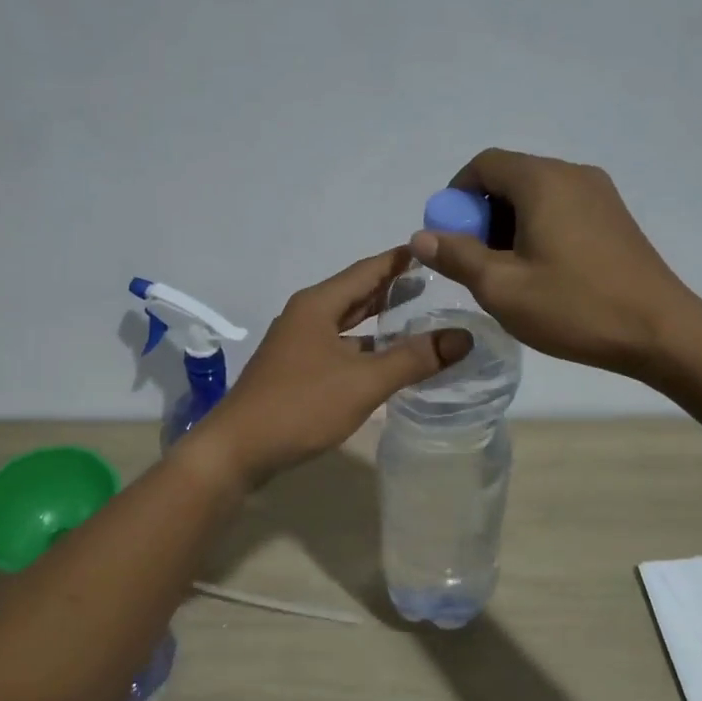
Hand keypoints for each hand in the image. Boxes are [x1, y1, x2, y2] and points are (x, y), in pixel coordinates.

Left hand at [188, 248, 473, 487]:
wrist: (238, 449)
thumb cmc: (301, 406)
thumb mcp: (364, 381)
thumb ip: (414, 358)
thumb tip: (463, 337)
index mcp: (318, 305)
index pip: (367, 270)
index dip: (400, 260)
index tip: (433, 250)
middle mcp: (305, 317)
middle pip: (355, 294)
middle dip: (391, 289)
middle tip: (433, 284)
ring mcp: (297, 345)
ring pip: (346, 324)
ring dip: (378, 322)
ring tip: (416, 319)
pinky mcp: (294, 372)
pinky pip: (338, 348)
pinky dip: (363, 348)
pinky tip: (385, 361)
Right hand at [410, 149, 701, 377]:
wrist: (660, 332)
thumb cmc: (574, 307)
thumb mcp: (501, 287)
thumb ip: (456, 256)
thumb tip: (421, 236)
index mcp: (543, 180)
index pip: (484, 164)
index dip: (456, 196)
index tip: (449, 237)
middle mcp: (573, 175)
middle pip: (511, 178)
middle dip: (481, 216)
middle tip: (475, 264)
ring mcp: (600, 195)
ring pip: (536, 197)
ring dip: (509, 227)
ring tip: (507, 275)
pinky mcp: (615, 219)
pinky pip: (562, 210)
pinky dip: (538, 231)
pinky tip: (541, 274)